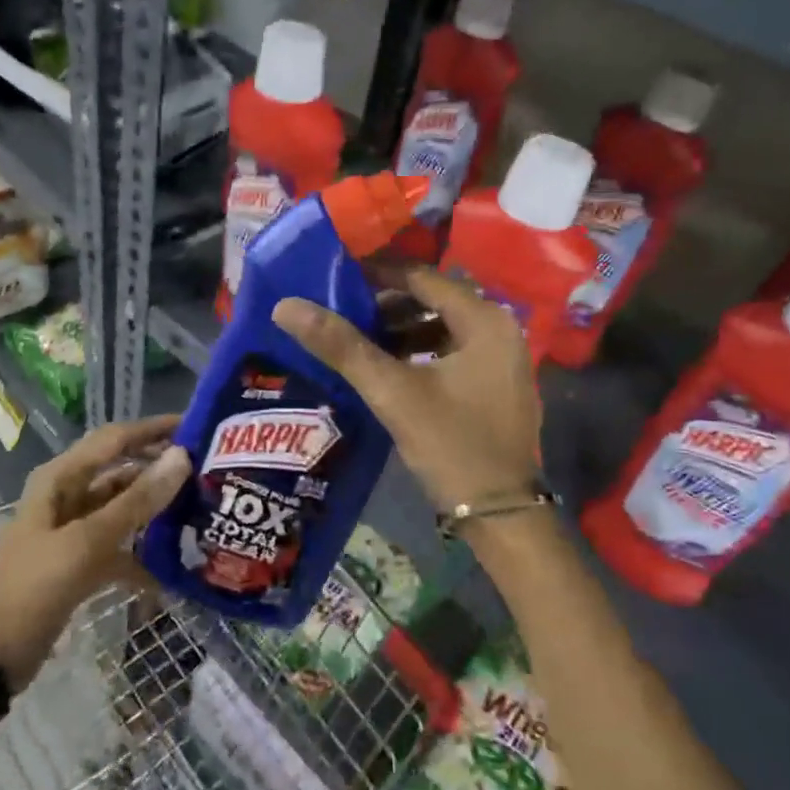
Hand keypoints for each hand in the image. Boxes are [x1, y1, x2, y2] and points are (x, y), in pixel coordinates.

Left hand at [0, 416, 190, 689]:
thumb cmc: (34, 588)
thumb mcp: (87, 542)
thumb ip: (136, 501)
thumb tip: (182, 457)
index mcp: (60, 478)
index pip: (115, 438)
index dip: (153, 429)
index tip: (196, 426)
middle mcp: (66, 495)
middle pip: (121, 469)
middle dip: (159, 467)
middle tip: (205, 468)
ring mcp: (72, 529)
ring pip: (121, 506)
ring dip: (154, 509)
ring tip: (198, 509)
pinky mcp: (78, 561)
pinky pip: (117, 544)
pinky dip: (141, 553)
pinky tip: (172, 569)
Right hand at [274, 268, 539, 515]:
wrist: (501, 516)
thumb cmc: (450, 444)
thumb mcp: (392, 392)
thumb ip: (341, 345)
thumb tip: (286, 306)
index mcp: (484, 320)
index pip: (422, 277)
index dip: (377, 274)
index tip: (337, 277)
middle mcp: (502, 329)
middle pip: (434, 300)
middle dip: (387, 304)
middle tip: (343, 310)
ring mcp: (504, 358)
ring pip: (443, 327)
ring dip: (403, 329)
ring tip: (359, 340)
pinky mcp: (498, 384)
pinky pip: (454, 351)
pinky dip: (421, 351)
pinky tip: (389, 369)